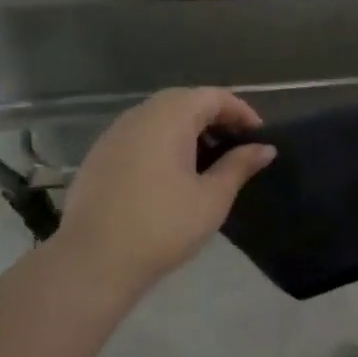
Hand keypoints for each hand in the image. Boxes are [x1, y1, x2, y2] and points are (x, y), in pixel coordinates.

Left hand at [54, 88, 276, 300]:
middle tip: (235, 146)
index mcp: (170, 117)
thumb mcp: (212, 198)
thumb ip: (238, 166)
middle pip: (184, 101)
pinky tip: (170, 175)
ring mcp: (114, 133)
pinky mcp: (98, 155)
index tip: (258, 136)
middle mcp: (140, 115)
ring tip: (206, 162)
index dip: (240, 111)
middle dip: (214, 117)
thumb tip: (264, 148)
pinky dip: (162, 143)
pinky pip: (138, 135)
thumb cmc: (163, 226)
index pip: (212, 96)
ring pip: (158, 117)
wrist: (93, 260)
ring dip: (186, 129)